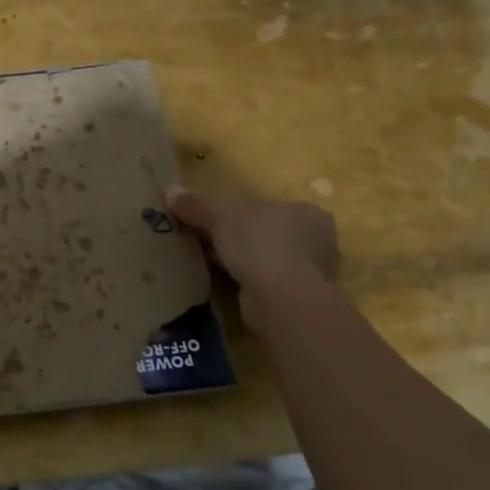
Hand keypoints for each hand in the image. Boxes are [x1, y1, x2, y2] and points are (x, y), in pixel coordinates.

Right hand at [166, 185, 339, 305]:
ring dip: (244, 262)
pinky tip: (227, 283)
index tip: (216, 222)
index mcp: (307, 212)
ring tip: (213, 264)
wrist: (282, 299)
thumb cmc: (259, 244)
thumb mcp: (220, 217)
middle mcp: (319, 240)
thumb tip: (169, 190)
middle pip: (269, 233)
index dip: (240, 214)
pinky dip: (248, 282)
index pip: (269, 207)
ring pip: (268, 260)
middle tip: (210, 243)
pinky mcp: (301, 298)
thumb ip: (197, 205)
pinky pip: (268, 283)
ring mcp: (313, 272)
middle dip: (241, 239)